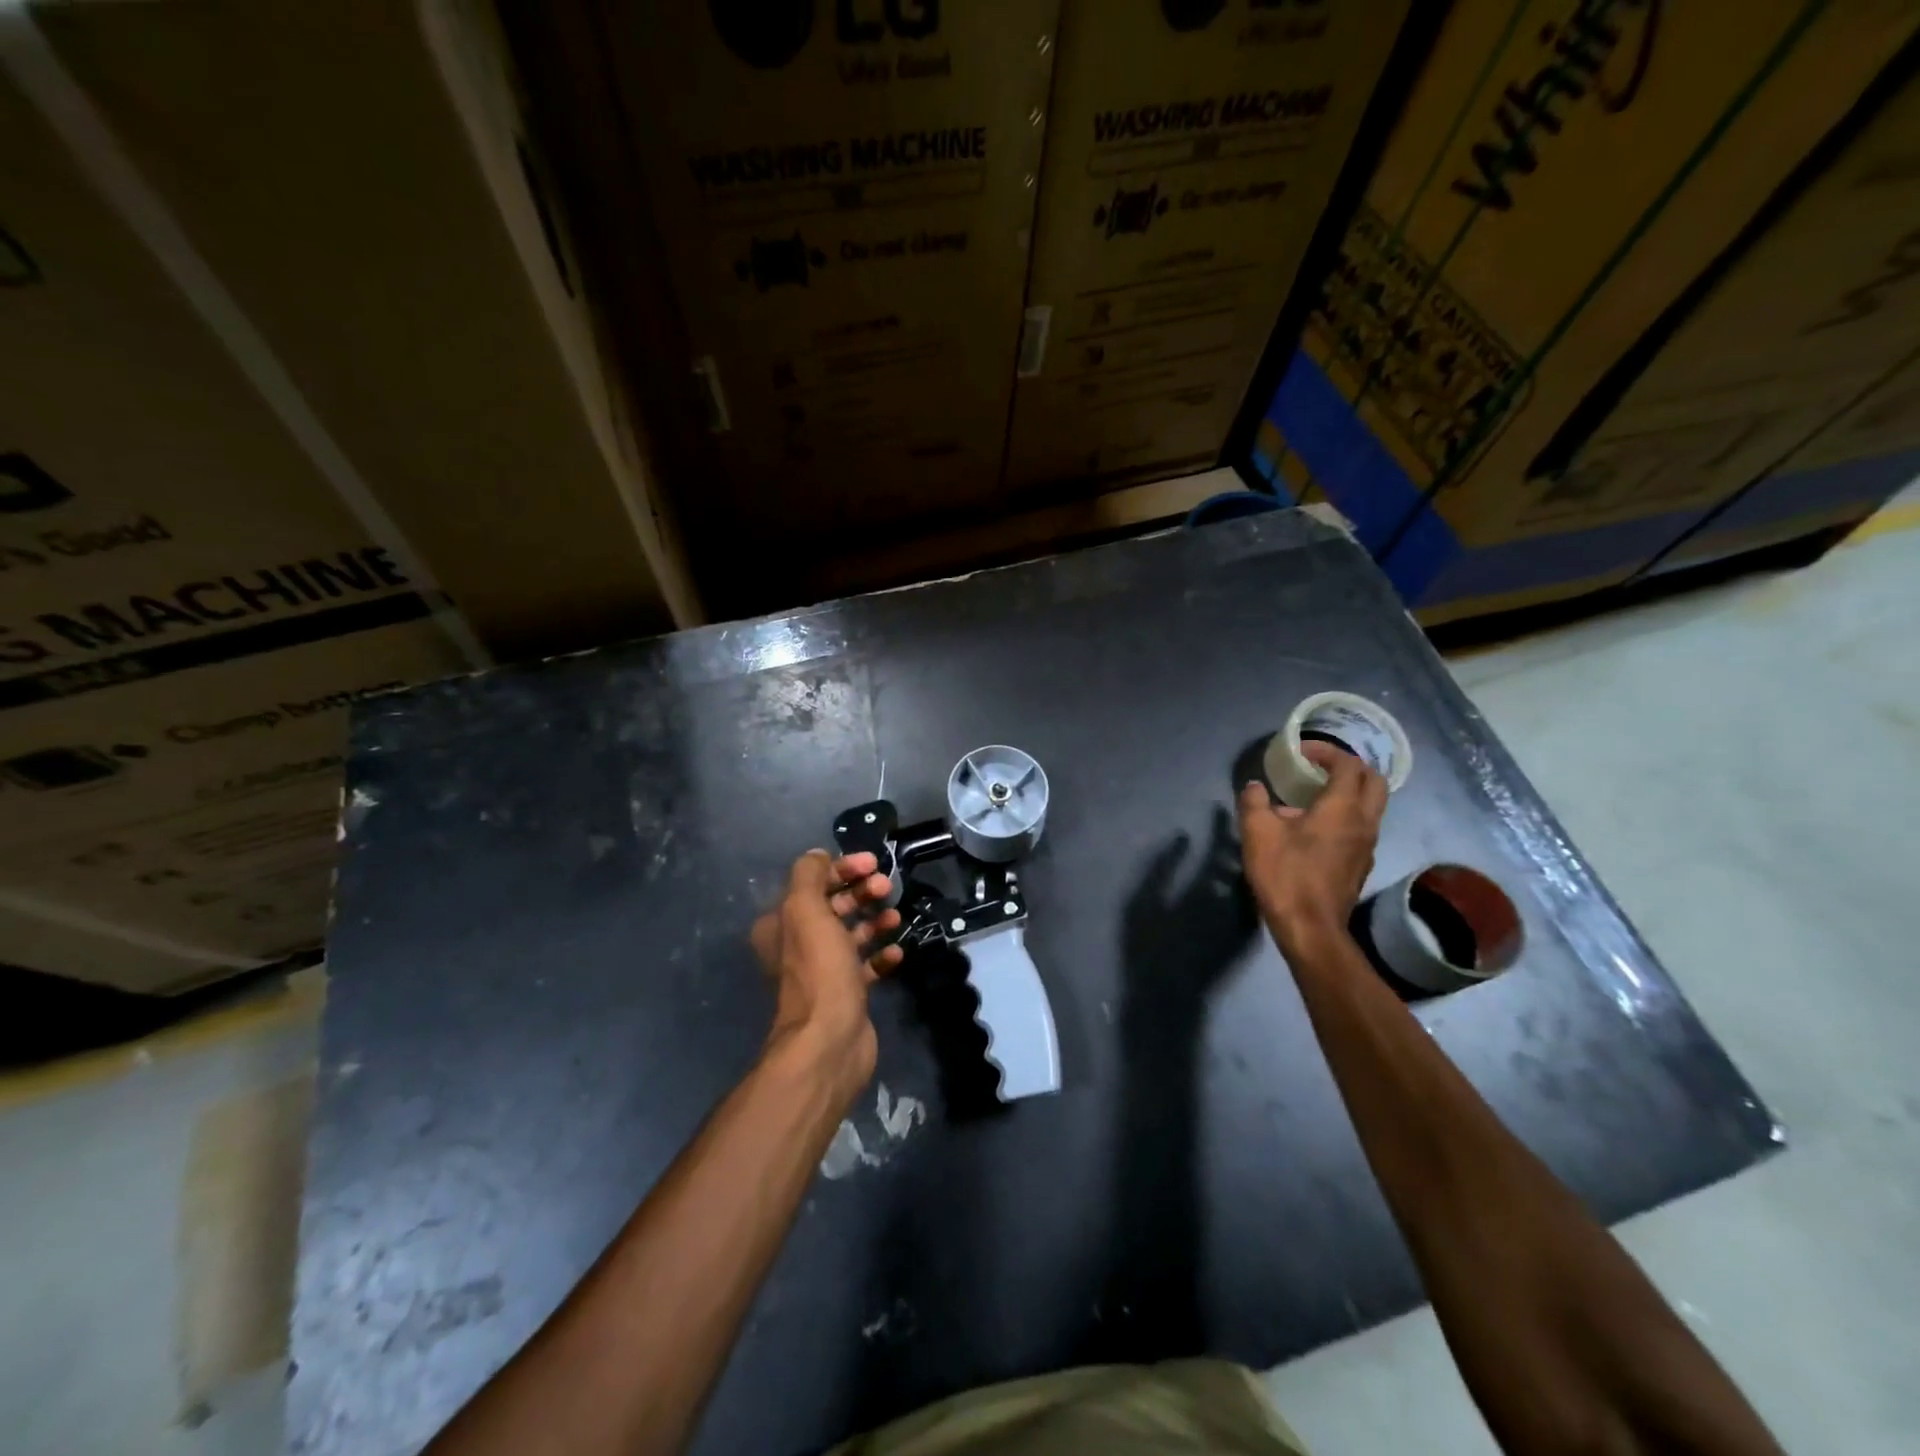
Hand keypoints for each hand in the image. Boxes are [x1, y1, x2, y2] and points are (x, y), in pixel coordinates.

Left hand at [751, 850, 902, 1102]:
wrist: (830, 1039)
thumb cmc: (819, 969)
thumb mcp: (806, 910)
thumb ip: (809, 875)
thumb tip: (818, 855)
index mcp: (782, 924)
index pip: (812, 882)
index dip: (841, 868)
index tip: (871, 863)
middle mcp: (799, 945)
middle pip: (833, 906)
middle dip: (861, 892)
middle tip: (886, 888)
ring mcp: (824, 971)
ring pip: (852, 934)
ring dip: (874, 921)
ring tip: (895, 918)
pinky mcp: (847, 993)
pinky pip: (867, 965)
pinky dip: (881, 955)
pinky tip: (896, 952)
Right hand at [1237, 741, 1387, 946]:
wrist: (1310, 928)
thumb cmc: (1285, 874)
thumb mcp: (1257, 832)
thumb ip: (1254, 802)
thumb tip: (1255, 787)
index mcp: (1342, 807)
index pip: (1348, 764)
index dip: (1326, 751)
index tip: (1301, 752)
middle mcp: (1364, 822)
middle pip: (1374, 781)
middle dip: (1349, 767)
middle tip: (1320, 767)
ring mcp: (1368, 845)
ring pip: (1372, 805)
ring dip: (1351, 791)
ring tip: (1317, 794)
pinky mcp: (1361, 864)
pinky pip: (1362, 827)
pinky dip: (1347, 815)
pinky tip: (1318, 827)